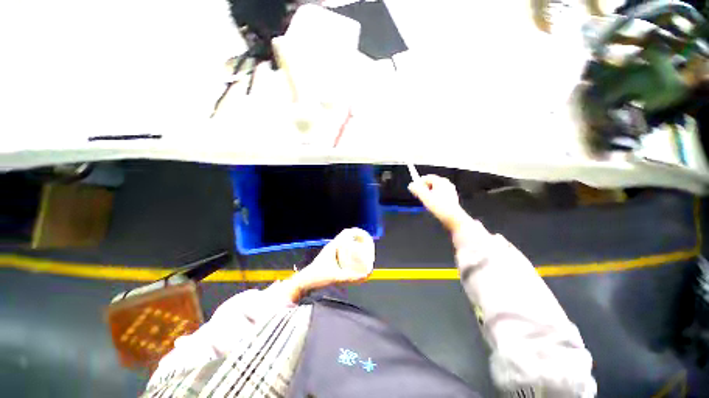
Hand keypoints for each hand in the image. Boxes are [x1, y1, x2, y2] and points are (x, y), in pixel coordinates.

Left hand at [289, 228, 374, 297]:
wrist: (304, 282)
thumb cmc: (318, 277)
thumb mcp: (335, 278)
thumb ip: (350, 278)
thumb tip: (366, 276)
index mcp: (333, 246)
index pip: (346, 233)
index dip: (356, 232)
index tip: (365, 235)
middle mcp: (332, 246)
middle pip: (347, 236)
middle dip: (357, 238)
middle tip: (367, 244)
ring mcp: (330, 251)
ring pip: (344, 243)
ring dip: (353, 243)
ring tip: (363, 249)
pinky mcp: (330, 257)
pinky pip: (342, 249)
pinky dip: (349, 250)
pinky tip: (354, 258)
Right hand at [408, 175, 468, 233]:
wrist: (453, 219)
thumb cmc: (440, 208)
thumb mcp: (425, 198)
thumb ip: (417, 190)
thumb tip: (411, 185)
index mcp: (441, 182)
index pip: (426, 177)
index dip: (419, 183)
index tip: (414, 190)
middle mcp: (446, 184)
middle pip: (430, 183)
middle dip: (423, 189)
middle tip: (420, 197)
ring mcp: (450, 191)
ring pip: (434, 189)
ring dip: (428, 194)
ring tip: (427, 202)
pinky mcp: (451, 198)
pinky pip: (439, 194)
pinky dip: (434, 198)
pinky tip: (433, 205)